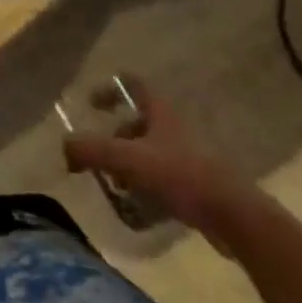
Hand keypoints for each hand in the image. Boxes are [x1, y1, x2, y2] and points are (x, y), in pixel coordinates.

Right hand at [63, 77, 258, 252]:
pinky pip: (165, 179)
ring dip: (129, 167)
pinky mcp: (201, 186)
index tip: (91, 105)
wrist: (237, 217)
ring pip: (150, 153)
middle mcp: (175, 129)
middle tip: (101, 161)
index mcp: (161, 113)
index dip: (109, 89)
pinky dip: (148, 188)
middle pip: (138, 123)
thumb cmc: (181, 176)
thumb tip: (65, 148)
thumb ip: (91, 150)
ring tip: (118, 189)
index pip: (133, 85)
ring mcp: (191, 157)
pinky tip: (140, 209)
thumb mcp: (127, 160)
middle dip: (115, 140)